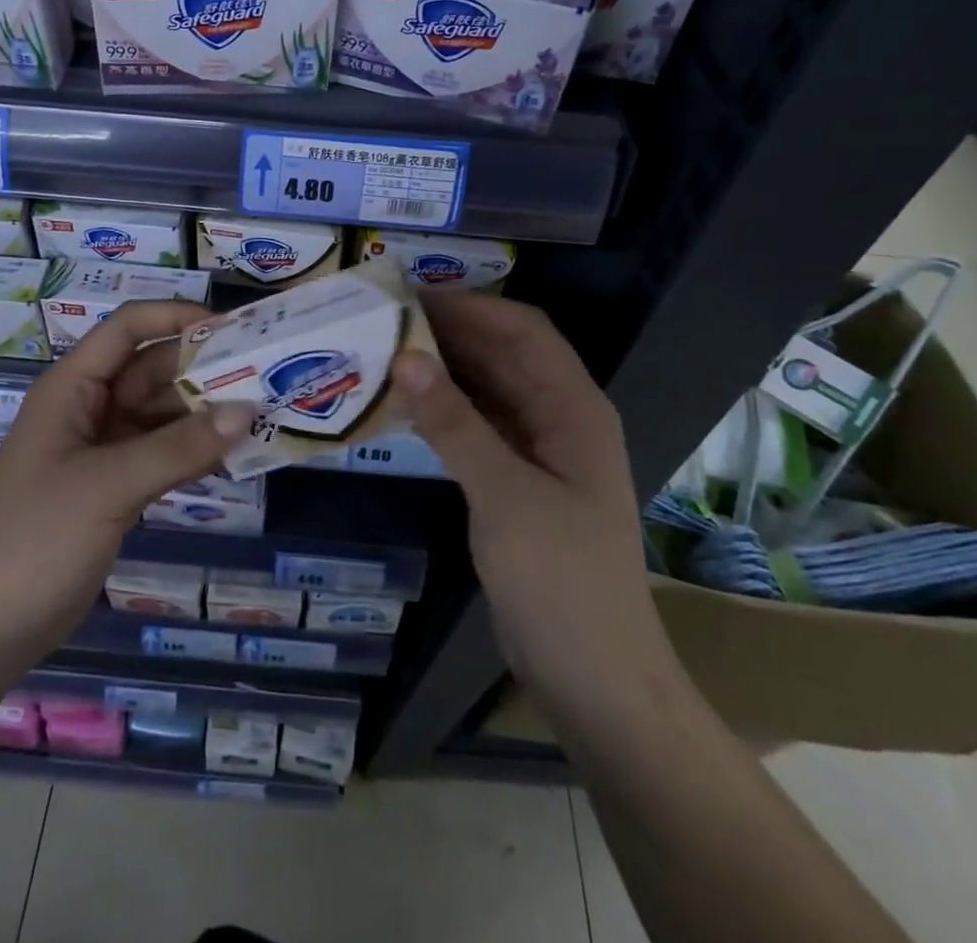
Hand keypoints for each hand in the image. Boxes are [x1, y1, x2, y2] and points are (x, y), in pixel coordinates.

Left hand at [0, 301, 254, 670]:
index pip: (128, 328)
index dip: (175, 317)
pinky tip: (235, 453)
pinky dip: (194, 449)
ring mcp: (102, 448)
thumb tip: (248, 412)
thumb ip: (180, 447)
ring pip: (162, 412)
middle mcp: (89, 407)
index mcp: (72, 387)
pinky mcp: (115, 484)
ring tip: (262, 413)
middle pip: (152, 369)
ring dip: (205, 412)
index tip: (231, 328)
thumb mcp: (110, 485)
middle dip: (203, 369)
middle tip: (265, 375)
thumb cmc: (37, 538)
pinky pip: (162, 451)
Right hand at [391, 293, 675, 704]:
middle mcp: (559, 419)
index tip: (410, 296)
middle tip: (383, 322)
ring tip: (383, 354)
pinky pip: (477, 427)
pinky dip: (444, 411)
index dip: (471, 307)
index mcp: (574, 409)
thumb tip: (405, 358)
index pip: (523, 332)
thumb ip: (454, 424)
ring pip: (487, 391)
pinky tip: (403, 406)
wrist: (594, 679)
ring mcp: (538, 452)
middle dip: (449, 334)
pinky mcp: (516, 482)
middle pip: (503, 356)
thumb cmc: (561, 581)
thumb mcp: (504, 496)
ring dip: (443, 371)